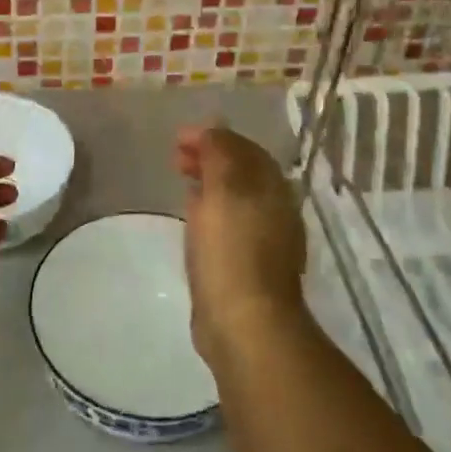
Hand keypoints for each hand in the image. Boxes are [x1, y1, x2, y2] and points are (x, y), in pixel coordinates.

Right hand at [175, 126, 306, 371]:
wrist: (244, 323)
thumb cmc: (232, 249)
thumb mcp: (224, 189)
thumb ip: (219, 153)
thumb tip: (214, 128)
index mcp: (272, 188)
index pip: (244, 149)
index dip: (213, 137)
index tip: (178, 138)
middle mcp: (274, 210)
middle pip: (241, 172)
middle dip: (210, 158)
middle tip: (176, 157)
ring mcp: (263, 240)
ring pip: (234, 198)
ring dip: (209, 182)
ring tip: (181, 180)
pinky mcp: (247, 266)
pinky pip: (228, 223)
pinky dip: (209, 209)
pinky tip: (191, 217)